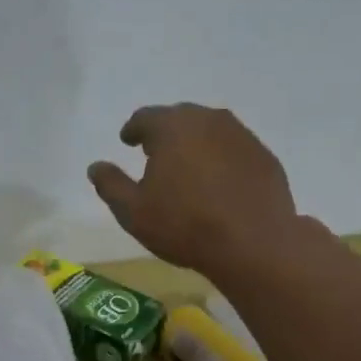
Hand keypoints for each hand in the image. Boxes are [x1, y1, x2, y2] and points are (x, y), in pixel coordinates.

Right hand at [88, 104, 298, 273]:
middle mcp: (208, 120)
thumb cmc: (184, 225)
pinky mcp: (264, 156)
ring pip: (210, 131)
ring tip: (187, 167)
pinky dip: (222, 160)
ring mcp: (241, 136)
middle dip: (165, 133)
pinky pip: (234, 150)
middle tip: (155, 153)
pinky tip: (218, 183)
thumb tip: (96, 166)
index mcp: (172, 127)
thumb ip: (111, 185)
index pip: (145, 117)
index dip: (133, 129)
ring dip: (195, 144)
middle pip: (180, 119)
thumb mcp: (133, 211)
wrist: (253, 243)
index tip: (128, 140)